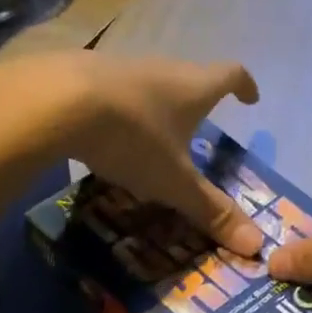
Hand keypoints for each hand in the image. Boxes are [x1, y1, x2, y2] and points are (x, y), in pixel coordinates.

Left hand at [0, 53, 264, 254]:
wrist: (54, 101)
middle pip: (190, 76)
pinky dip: (117, 106)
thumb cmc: (131, 137)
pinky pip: (111, 87)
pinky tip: (102, 129)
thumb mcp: (173, 182)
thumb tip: (257, 246)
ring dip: (155, 102)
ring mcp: (121, 65)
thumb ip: (211, 211)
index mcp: (193, 88)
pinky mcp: (82, 71)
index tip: (250, 98)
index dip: (244, 86)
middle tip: (197, 125)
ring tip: (149, 132)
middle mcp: (162, 69)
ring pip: (149, 81)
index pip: (230, 75)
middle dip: (197, 99)